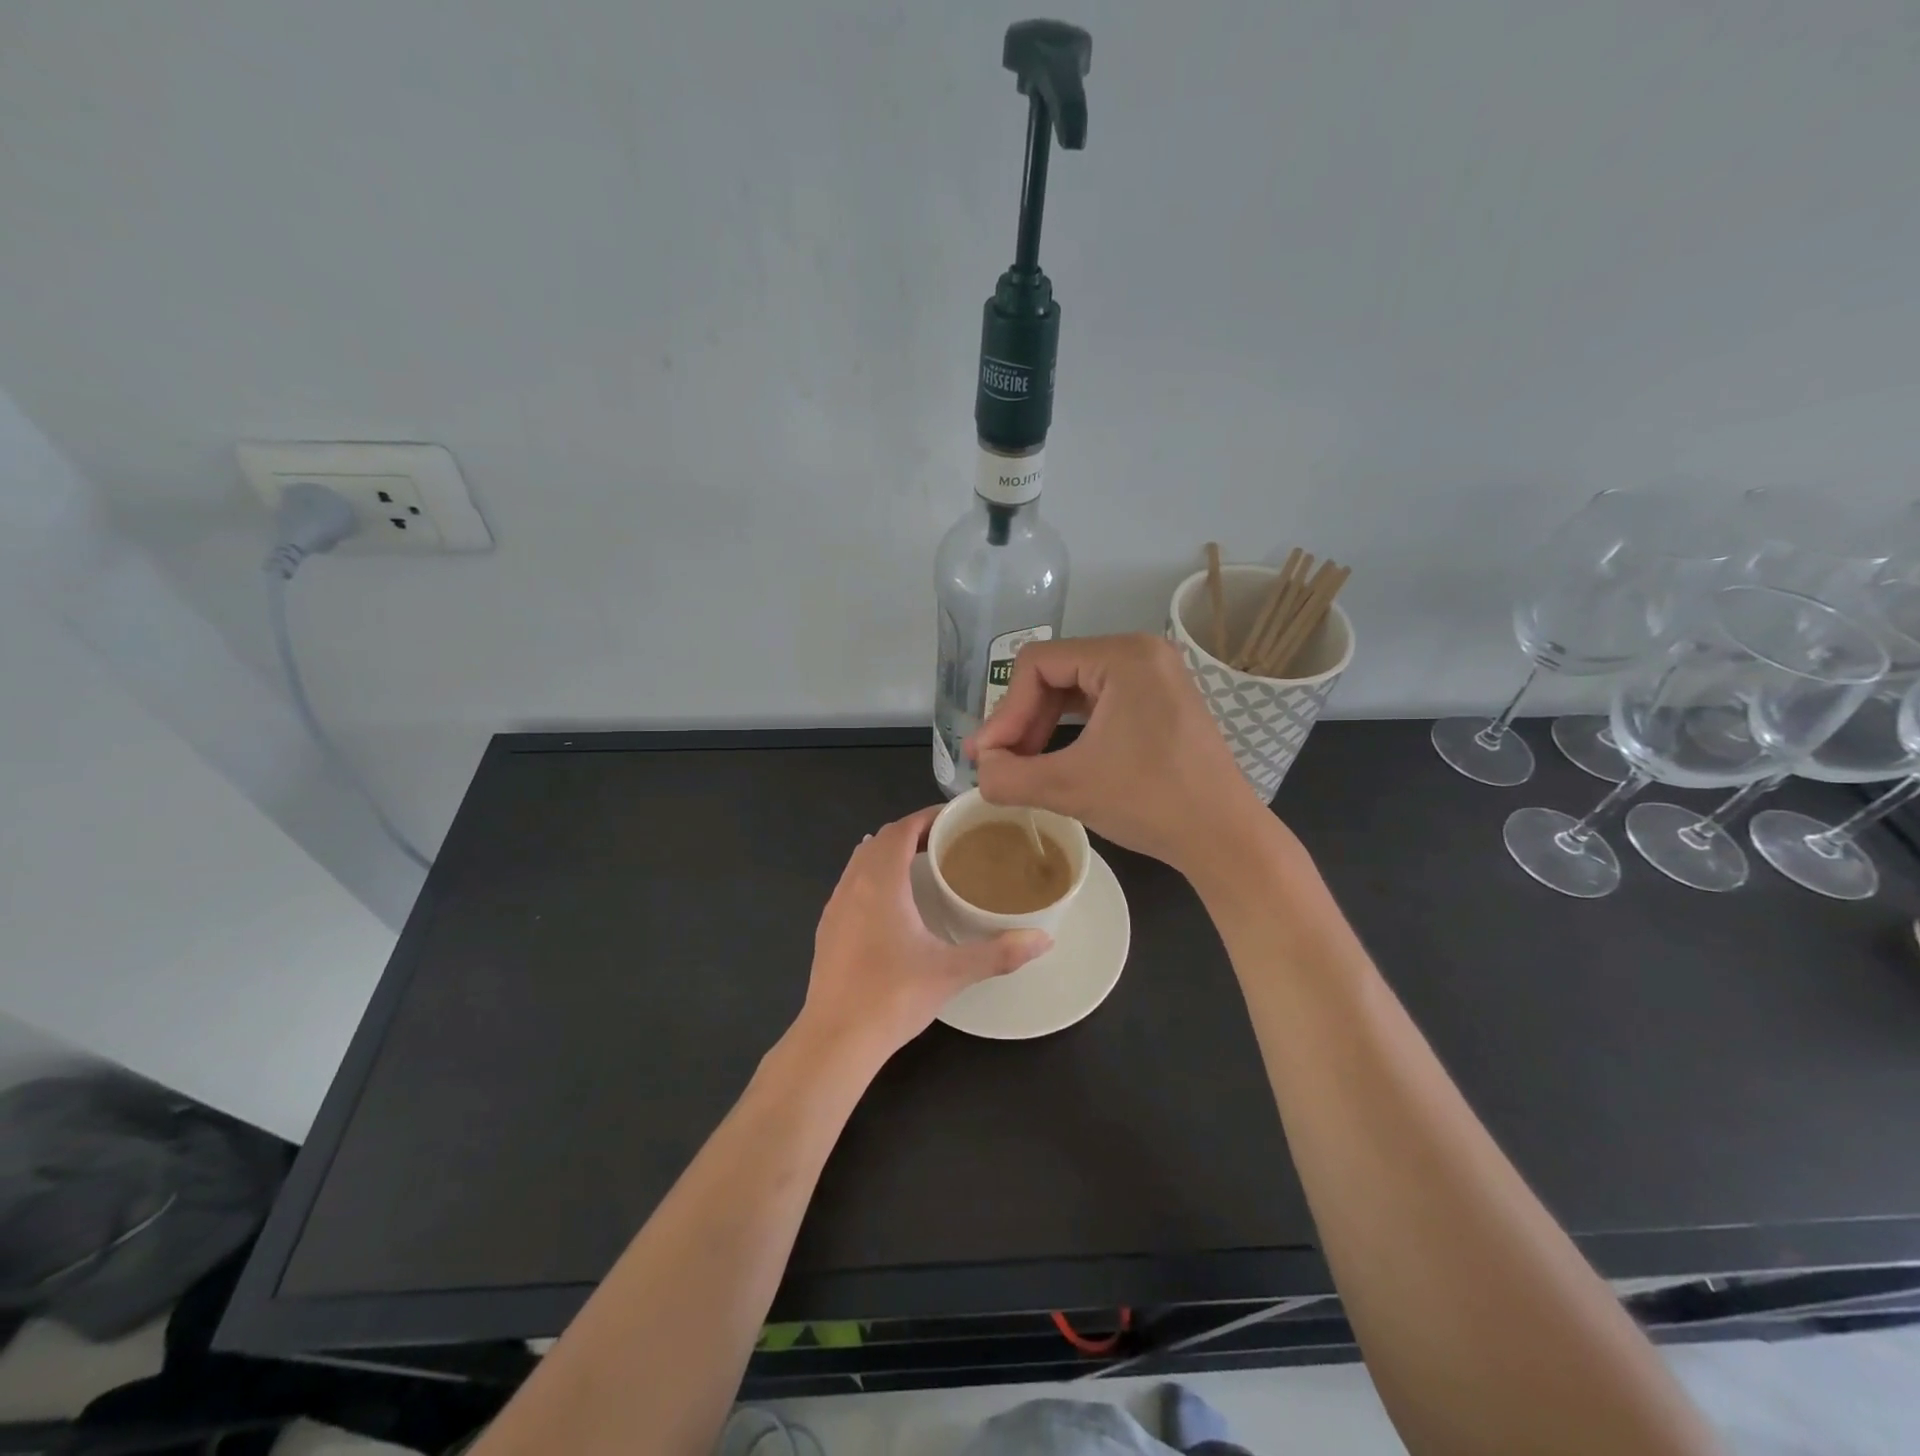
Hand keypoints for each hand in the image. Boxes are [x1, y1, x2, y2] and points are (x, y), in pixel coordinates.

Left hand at [801, 806, 1051, 1058]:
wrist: (835, 1039)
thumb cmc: (892, 996)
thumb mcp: (951, 972)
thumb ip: (999, 952)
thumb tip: (1044, 939)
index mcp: (881, 882)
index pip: (902, 830)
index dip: (927, 817)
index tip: (956, 819)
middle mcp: (853, 885)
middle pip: (880, 840)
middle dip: (912, 833)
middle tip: (947, 842)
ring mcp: (835, 907)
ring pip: (861, 861)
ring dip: (889, 853)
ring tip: (923, 866)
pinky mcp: (827, 929)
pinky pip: (851, 883)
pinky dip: (873, 876)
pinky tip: (892, 903)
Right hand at [967, 633, 1264, 876]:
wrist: (1224, 838)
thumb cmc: (1150, 803)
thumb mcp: (1068, 787)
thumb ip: (1008, 776)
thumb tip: (980, 770)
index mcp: (1123, 655)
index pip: (1036, 665)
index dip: (1004, 711)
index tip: (987, 757)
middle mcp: (1141, 652)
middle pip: (1055, 673)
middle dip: (1022, 720)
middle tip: (1000, 763)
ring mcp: (1155, 676)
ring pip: (1074, 689)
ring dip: (1041, 726)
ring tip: (1022, 764)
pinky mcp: (1161, 701)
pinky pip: (1100, 702)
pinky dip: (1070, 729)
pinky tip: (1055, 757)